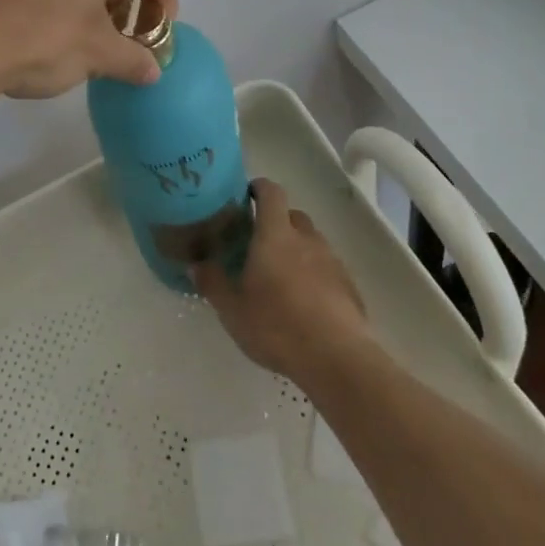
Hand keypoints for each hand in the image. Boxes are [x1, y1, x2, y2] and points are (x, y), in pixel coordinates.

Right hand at [193, 178, 370, 384]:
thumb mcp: (232, 310)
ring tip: (279, 277)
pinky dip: (313, 274)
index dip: (259, 188)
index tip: (246, 195)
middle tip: (256, 244)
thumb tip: (196, 264)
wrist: (337, 357)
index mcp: (276, 235)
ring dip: (295, 250)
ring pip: (311, 242)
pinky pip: (326, 268)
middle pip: (292, 216)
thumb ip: (212, 283)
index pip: (271, 193)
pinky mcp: (348, 285)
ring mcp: (332, 261)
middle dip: (275, 222)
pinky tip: (303, 302)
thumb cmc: (277, 326)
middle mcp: (306, 239)